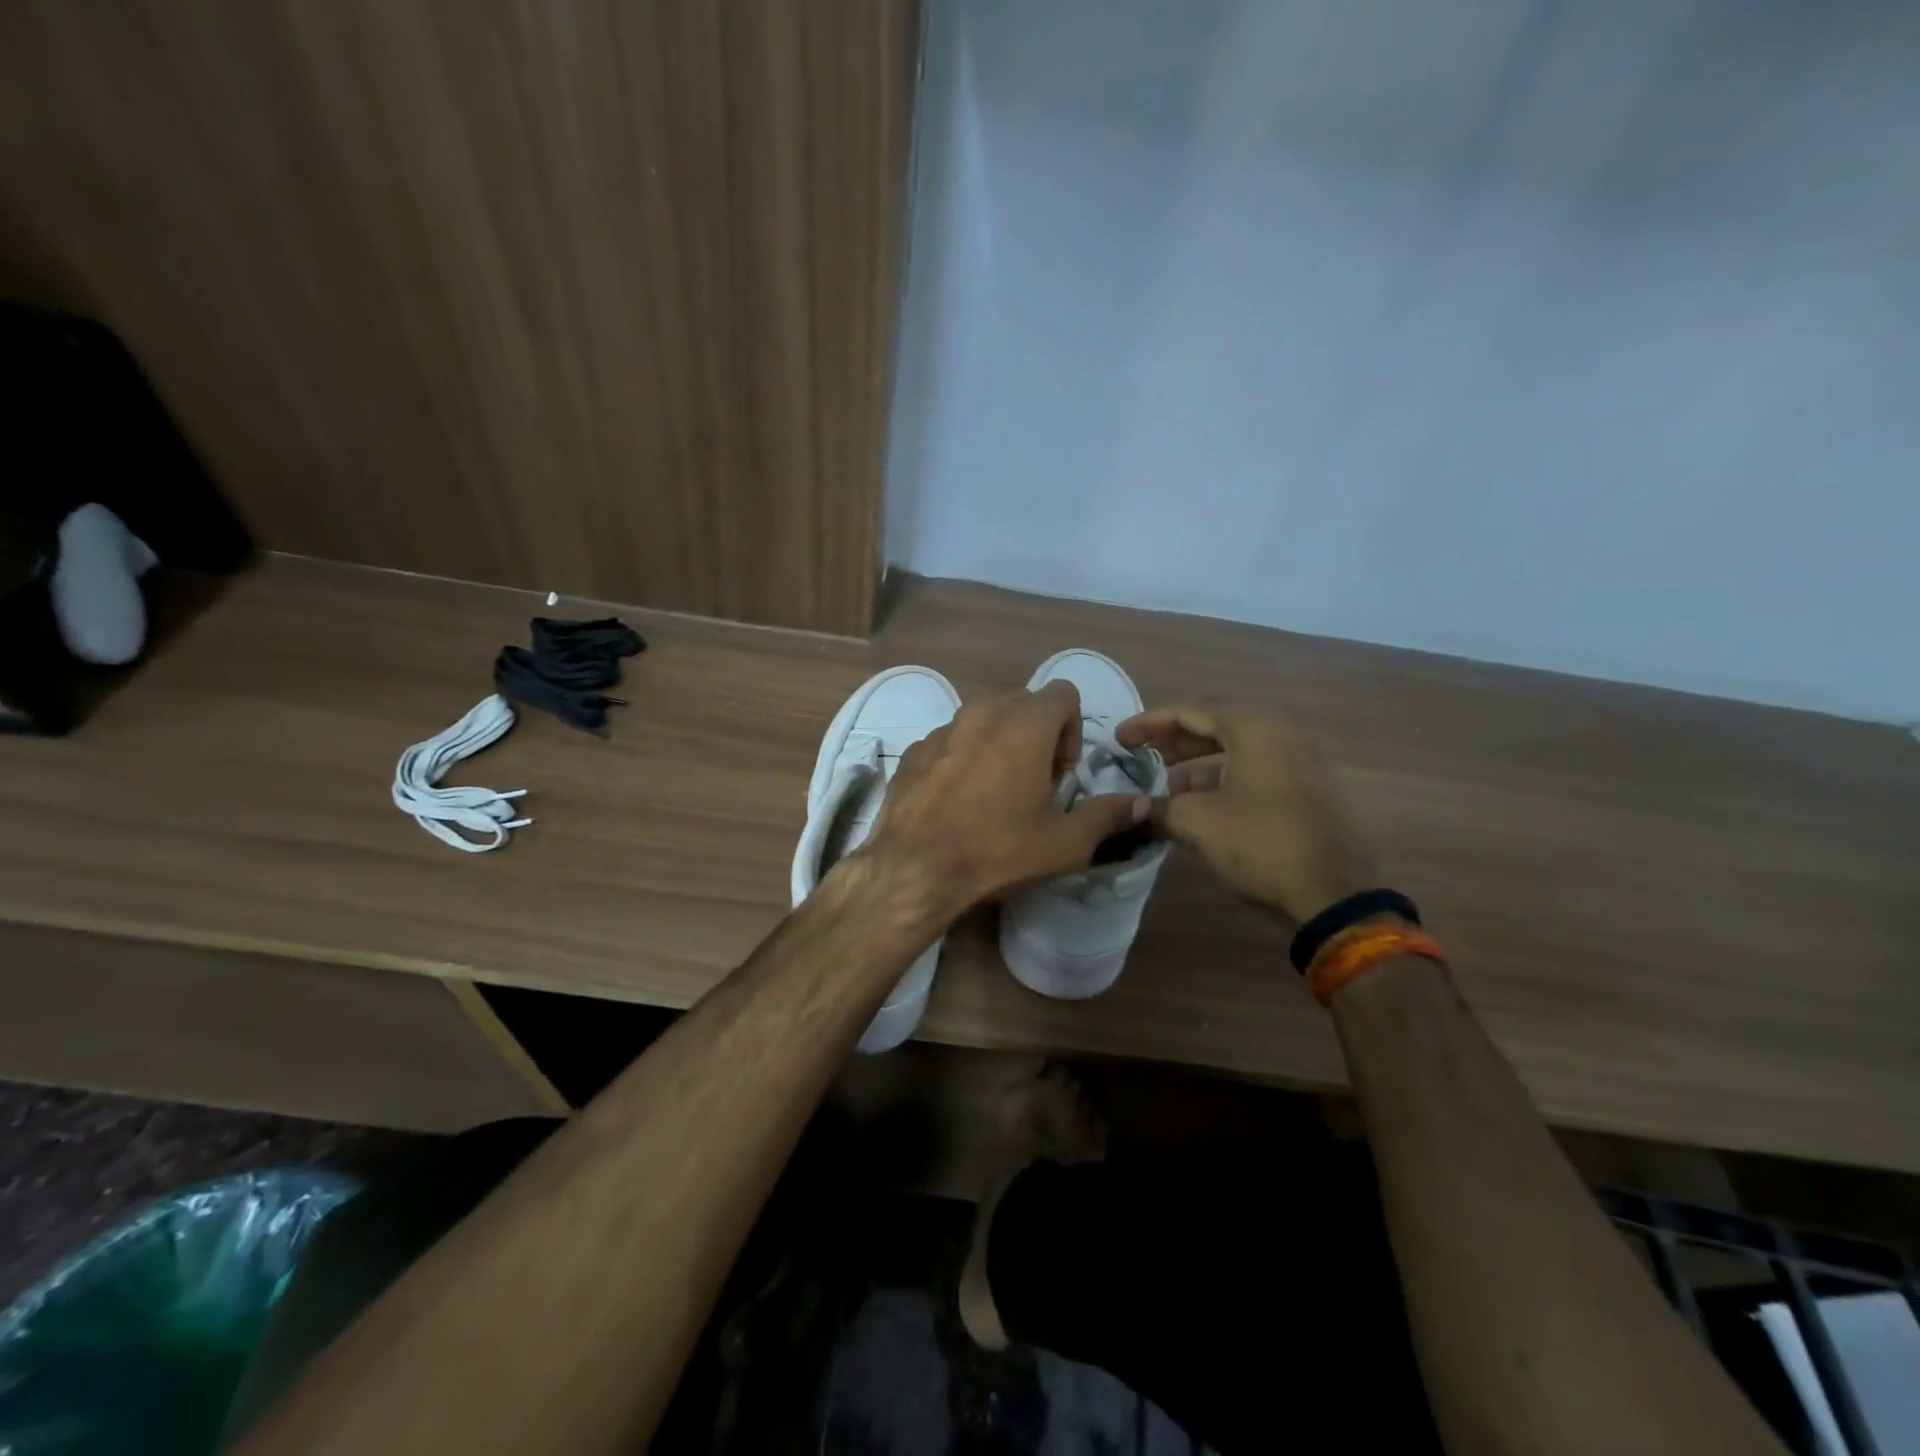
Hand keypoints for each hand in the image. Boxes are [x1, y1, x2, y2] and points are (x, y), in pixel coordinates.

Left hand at [859, 681, 1149, 916]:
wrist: (914, 868)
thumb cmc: (999, 850)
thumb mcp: (1065, 842)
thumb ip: (1108, 815)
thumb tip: (1141, 803)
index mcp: (1025, 724)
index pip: (1064, 694)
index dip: (1073, 729)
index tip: (1062, 773)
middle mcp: (982, 713)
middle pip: (1023, 704)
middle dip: (1037, 734)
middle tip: (1034, 782)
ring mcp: (942, 729)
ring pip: (982, 720)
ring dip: (998, 744)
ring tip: (994, 793)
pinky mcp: (913, 751)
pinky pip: (949, 742)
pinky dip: (961, 759)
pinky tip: (956, 801)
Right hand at [1116, 702, 1375, 923]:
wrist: (1336, 895)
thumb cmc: (1261, 844)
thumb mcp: (1197, 823)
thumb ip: (1159, 807)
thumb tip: (1135, 809)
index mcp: (1255, 729)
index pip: (1192, 711)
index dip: (1150, 723)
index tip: (1121, 739)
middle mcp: (1282, 734)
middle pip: (1217, 724)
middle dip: (1175, 740)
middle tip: (1142, 757)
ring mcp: (1302, 762)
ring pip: (1238, 749)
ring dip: (1198, 762)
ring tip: (1167, 787)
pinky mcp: (1310, 789)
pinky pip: (1257, 769)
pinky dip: (1224, 778)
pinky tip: (1202, 805)